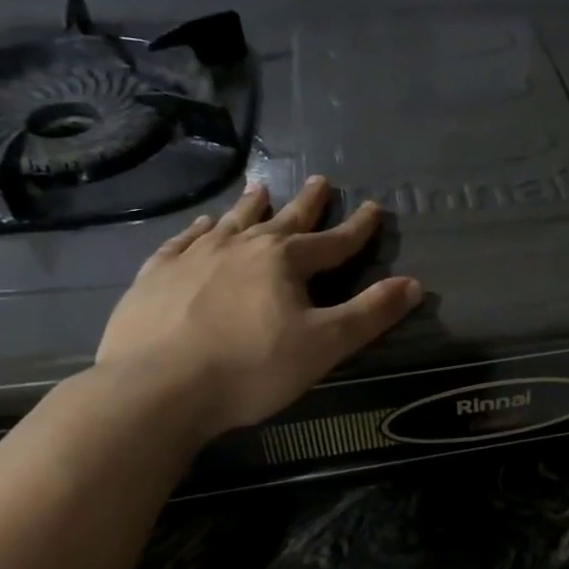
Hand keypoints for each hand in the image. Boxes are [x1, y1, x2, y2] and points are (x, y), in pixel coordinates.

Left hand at [96, 175, 421, 437]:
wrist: (154, 389)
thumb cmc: (250, 368)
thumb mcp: (325, 345)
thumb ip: (370, 313)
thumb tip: (413, 284)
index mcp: (285, 261)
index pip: (334, 240)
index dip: (358, 227)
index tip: (374, 207)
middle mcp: (241, 247)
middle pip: (284, 219)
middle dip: (307, 202)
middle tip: (320, 179)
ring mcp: (194, 257)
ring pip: (231, 222)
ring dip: (250, 205)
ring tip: (260, 188)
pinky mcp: (156, 275)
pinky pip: (183, 241)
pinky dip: (197, 229)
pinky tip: (201, 224)